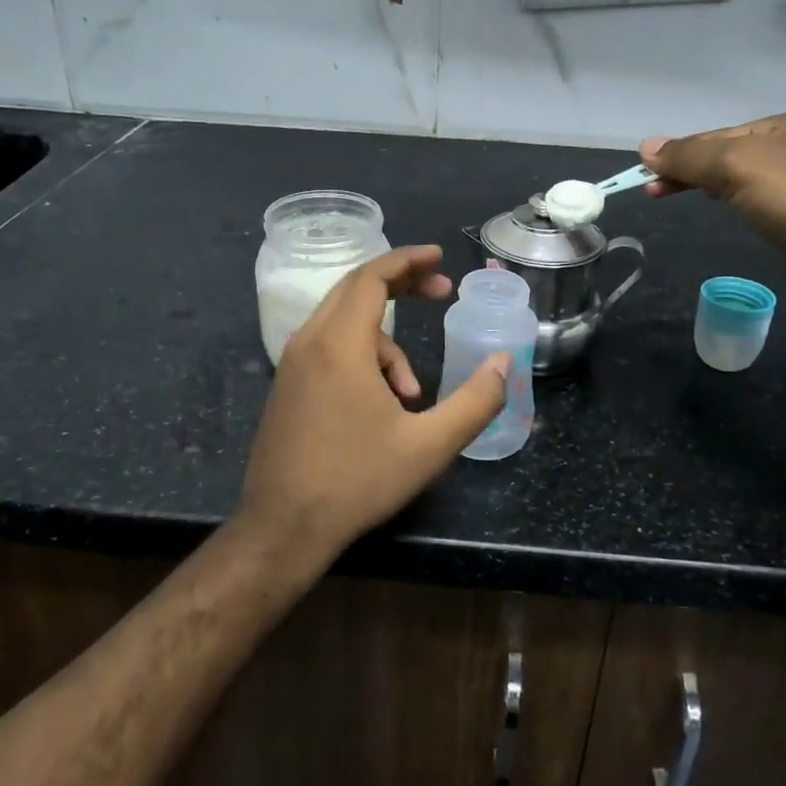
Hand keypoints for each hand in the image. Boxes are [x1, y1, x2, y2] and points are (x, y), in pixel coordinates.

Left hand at [237, 245, 509, 566]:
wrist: (282, 529)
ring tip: (413, 392)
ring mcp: (292, 365)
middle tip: (441, 291)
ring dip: (386, 341)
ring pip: (344, 324)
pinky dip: (362, 359)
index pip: (372, 277)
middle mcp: (308, 342)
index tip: (439, 256)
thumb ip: (475, 401)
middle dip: (401, 285)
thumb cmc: (356, 482)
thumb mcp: (429, 446)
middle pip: (355, 289)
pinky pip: (329, 349)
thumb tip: (503, 363)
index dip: (408, 260)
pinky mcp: (287, 387)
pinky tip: (382, 405)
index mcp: (339, 344)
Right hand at [640, 113, 785, 314]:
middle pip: (732, 158)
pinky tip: (735, 220)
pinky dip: (743, 212)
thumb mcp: (736, 166)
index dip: (680, 154)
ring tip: (690, 202)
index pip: (718, 136)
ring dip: (716, 191)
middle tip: (654, 193)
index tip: (646, 179)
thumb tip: (646, 146)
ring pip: (749, 185)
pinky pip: (767, 211)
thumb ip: (689, 156)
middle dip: (692, 172)